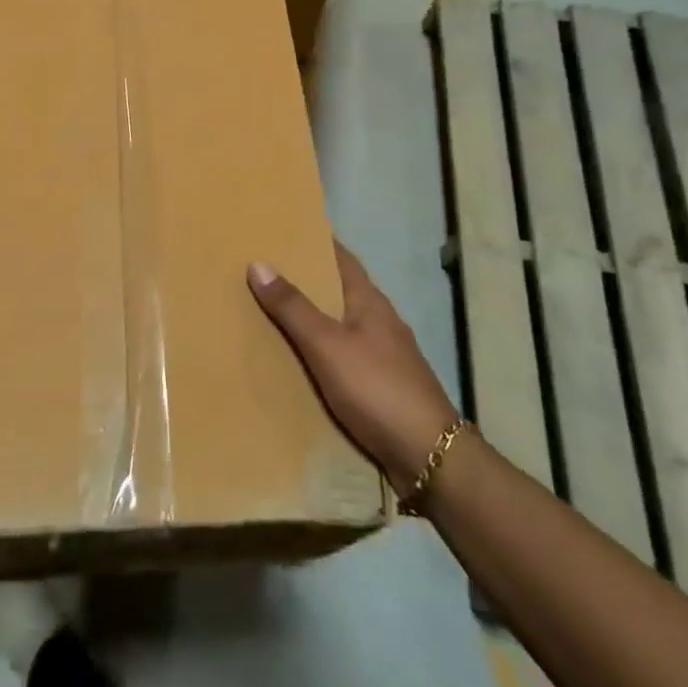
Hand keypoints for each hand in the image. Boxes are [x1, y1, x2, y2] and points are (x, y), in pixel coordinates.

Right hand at [248, 241, 460, 489]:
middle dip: (308, 279)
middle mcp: (380, 321)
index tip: (285, 230)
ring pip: (342, 324)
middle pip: (339, 289)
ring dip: (313, 316)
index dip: (316, 242)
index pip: (341, 257)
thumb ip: (293, 307)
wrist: (429, 456)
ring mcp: (385, 355)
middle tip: (265, 269)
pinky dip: (321, 350)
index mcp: (370, 301)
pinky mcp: (382, 386)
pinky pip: (344, 355)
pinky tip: (300, 361)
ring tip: (272, 312)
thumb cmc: (377, 388)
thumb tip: (259, 262)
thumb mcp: (327, 345)